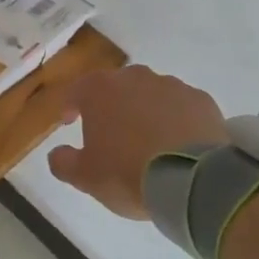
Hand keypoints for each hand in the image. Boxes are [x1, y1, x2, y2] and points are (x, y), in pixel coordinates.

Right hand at [48, 66, 227, 218]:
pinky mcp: (202, 100)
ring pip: (150, 94)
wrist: (193, 180)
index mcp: (99, 90)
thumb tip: (57, 154)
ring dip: (145, 111)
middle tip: (111, 132)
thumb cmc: (127, 172)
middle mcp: (134, 78)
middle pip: (116, 87)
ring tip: (148, 140)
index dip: (70, 106)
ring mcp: (172, 86)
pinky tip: (178, 143)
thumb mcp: (85, 177)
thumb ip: (63, 162)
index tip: (70, 122)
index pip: (76, 90)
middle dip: (111, 105)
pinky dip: (176, 119)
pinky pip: (181, 106)